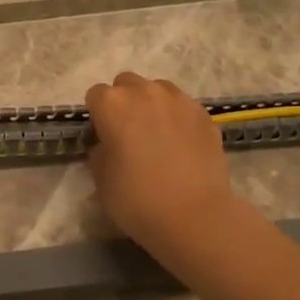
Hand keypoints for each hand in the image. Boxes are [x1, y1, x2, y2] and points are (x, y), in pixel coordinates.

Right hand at [84, 72, 235, 249]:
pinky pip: (183, 106)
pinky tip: (180, 143)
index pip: (95, 95)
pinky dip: (177, 117)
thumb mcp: (101, 180)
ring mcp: (178, 100)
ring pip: (157, 89)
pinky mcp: (204, 114)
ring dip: (152, 104)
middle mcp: (144, 92)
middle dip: (124, 102)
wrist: (193, 215)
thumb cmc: (136, 199)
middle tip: (129, 132)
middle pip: (127, 83)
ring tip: (157, 134)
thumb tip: (108, 146)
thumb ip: (100, 153)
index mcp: (112, 105)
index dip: (97, 115)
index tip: (103, 136)